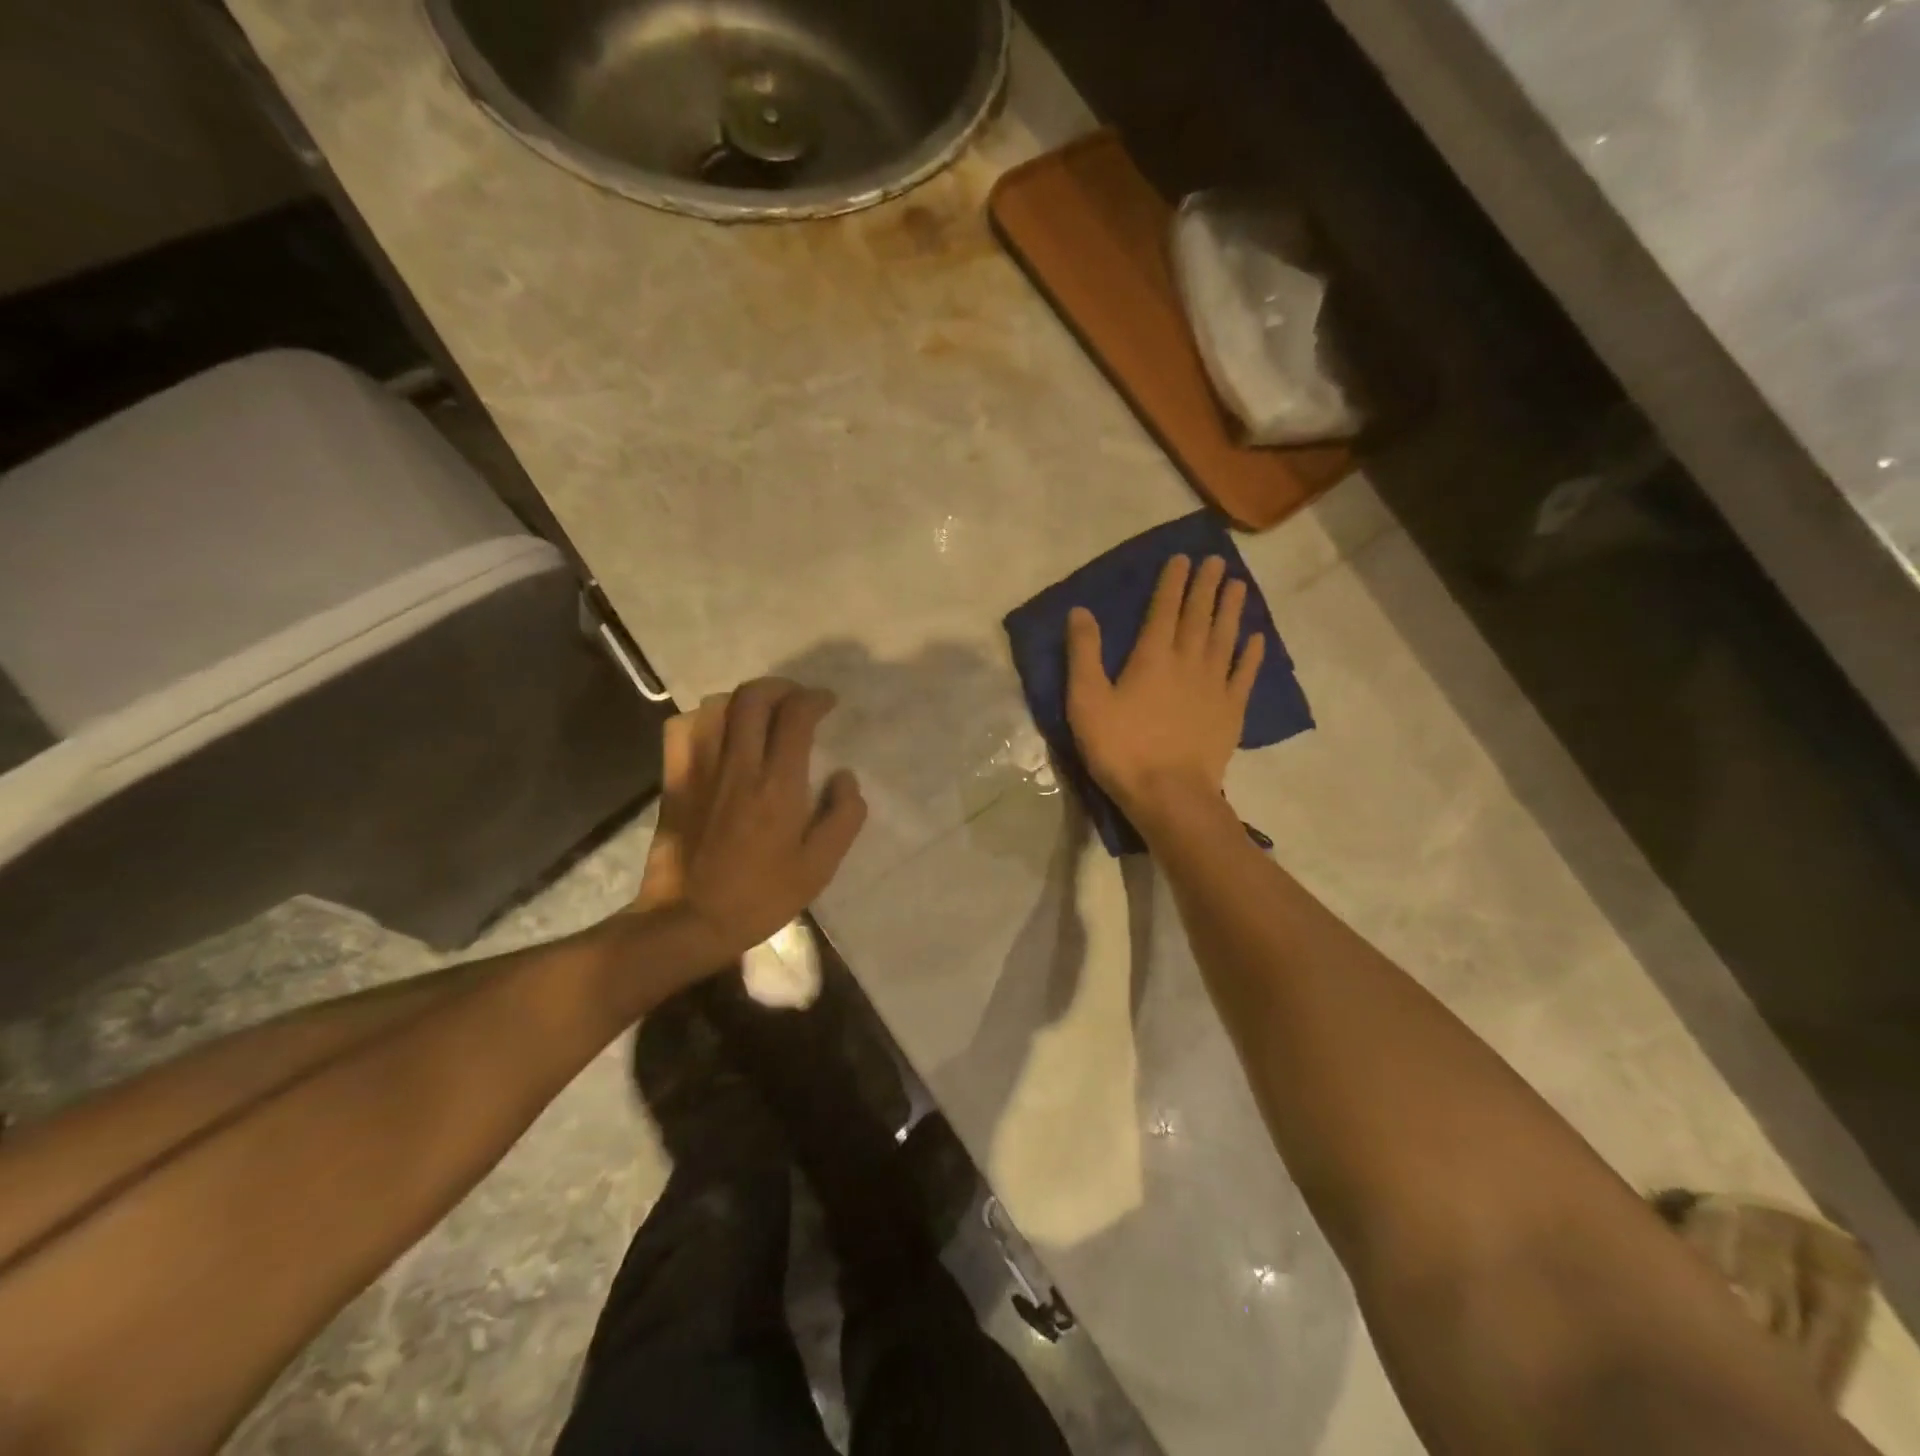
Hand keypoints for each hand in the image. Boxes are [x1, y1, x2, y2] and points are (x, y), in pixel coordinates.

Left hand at [633, 678, 866, 964]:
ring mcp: (700, 769)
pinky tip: (717, 731)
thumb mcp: (819, 867)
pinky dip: (704, 717)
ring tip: (761, 713)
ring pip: (717, 705)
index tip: (827, 703)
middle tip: (796, 700)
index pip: (795, 716)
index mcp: (778, 785)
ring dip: (744, 699)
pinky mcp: (674, 780)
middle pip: (754, 697)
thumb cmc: (761, 896)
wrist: (689, 920)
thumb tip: (846, 776)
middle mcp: (739, 765)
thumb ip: (843, 817)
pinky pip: (682, 728)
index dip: (814, 699)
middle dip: (780, 687)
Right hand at [1065, 554, 1264, 818]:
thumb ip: (1084, 654)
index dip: (1172, 582)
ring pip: (1224, 638)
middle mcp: (1188, 661)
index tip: (1183, 558)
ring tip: (1239, 586)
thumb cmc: (1121, 748)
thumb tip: (1081, 610)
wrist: (1169, 794)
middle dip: (1206, 587)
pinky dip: (1250, 655)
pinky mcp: (1231, 712)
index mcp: (1152, 657)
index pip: (1164, 609)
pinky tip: (1256, 639)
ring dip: (1231, 610)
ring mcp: (1214, 686)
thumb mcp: (1086, 701)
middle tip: (1217, 561)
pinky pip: (1243, 675)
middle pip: (1199, 616)